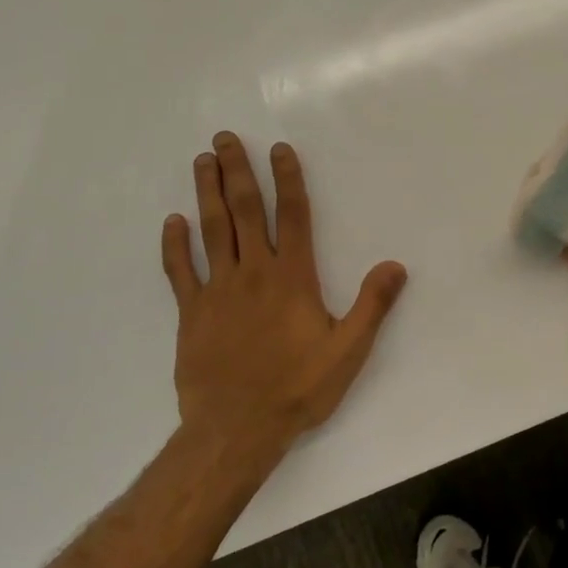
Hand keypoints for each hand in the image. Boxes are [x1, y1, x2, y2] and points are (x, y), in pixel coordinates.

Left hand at [162, 133, 407, 447]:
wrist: (236, 429)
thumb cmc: (298, 388)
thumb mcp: (348, 350)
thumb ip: (372, 305)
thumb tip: (395, 265)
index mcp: (293, 278)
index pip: (292, 216)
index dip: (288, 179)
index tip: (279, 149)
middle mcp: (253, 273)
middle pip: (244, 211)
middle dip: (237, 171)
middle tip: (225, 138)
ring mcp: (217, 291)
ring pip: (211, 231)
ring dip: (206, 193)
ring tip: (201, 161)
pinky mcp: (192, 313)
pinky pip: (179, 271)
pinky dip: (175, 245)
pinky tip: (173, 222)